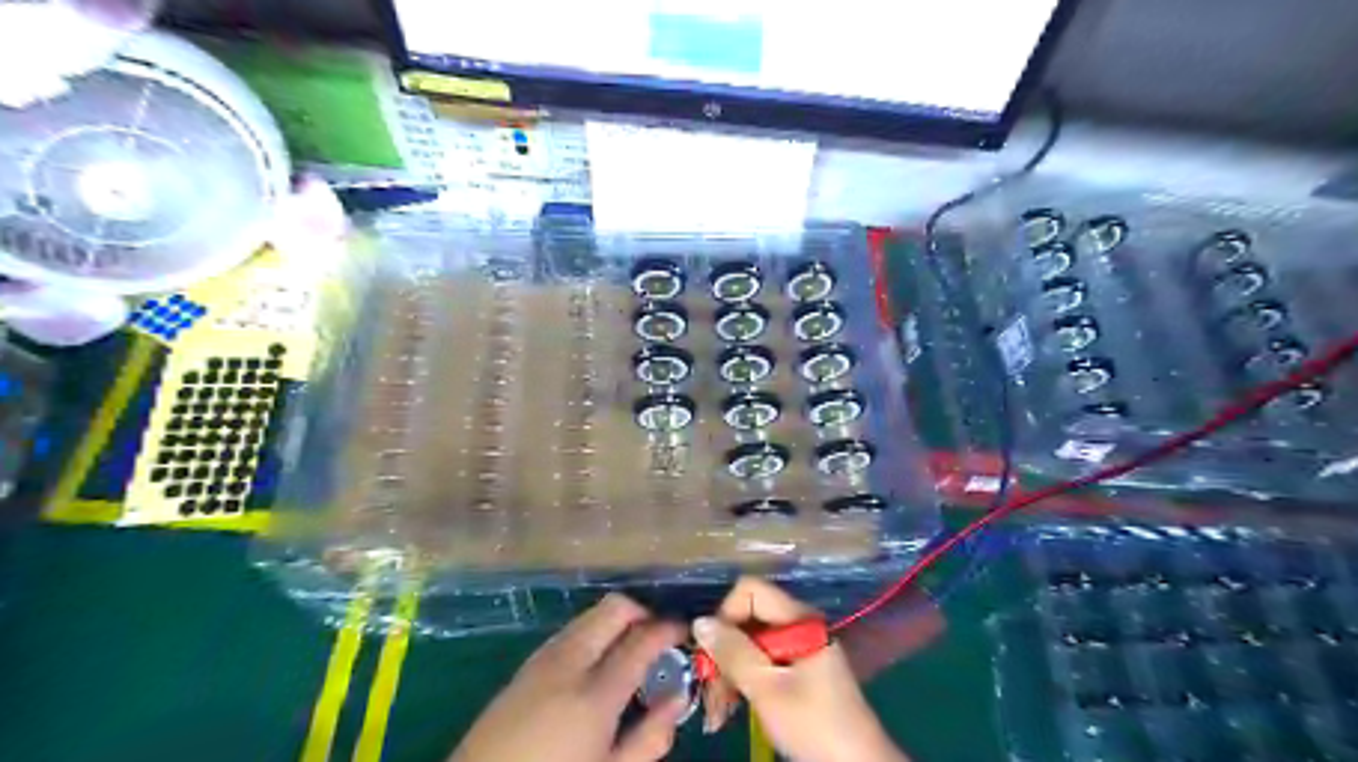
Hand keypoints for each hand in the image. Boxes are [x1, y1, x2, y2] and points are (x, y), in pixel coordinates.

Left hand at [451, 594, 690, 760]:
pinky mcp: (523, 667)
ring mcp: (542, 660)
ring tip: (629, 649)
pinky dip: (591, 633)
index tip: (685, 631)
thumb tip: (678, 698)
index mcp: (595, 694)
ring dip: (615, 621)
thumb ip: (650, 738)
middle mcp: (569, 663)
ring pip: (589, 615)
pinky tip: (595, 664)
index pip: (642, 639)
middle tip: (658, 635)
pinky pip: (568, 632)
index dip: (669, 628)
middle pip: (613, 609)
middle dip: (642, 611)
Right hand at [694, 578, 906, 761]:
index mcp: (798, 619)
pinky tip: (729, 710)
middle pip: (747, 619)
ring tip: (716, 712)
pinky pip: (760, 663)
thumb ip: (733, 652)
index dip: (726, 615)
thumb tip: (699, 622)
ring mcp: (798, 648)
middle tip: (707, 690)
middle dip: (722, 652)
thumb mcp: (768, 689)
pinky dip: (742, 682)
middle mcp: (798, 625)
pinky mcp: (796, 671)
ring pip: (749, 644)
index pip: (750, 591)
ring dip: (728, 673)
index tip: (712, 652)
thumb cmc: (814, 723)